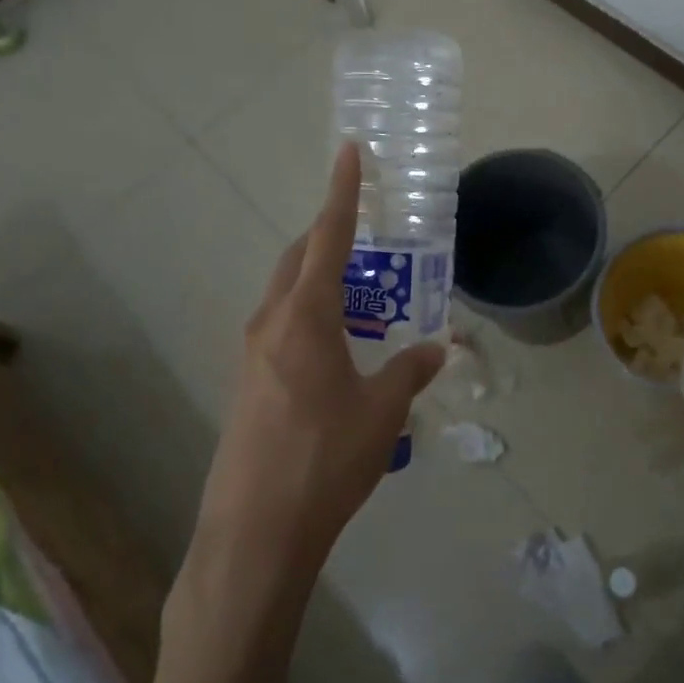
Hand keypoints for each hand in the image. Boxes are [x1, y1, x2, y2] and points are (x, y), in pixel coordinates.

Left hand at [191, 143, 445, 577]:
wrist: (255, 532)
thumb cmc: (325, 459)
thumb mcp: (381, 412)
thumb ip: (409, 371)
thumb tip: (436, 349)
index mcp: (304, 316)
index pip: (327, 237)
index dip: (342, 192)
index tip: (350, 151)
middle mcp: (270, 323)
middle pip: (299, 259)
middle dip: (328, 236)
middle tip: (366, 233)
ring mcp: (251, 354)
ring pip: (285, 294)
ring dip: (318, 279)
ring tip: (361, 295)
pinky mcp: (247, 384)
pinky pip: (279, 327)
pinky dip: (308, 315)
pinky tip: (336, 348)